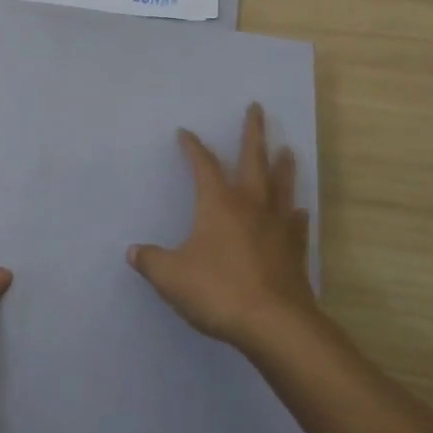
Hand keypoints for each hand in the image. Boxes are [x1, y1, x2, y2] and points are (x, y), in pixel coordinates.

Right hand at [128, 102, 316, 352]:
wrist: (274, 324)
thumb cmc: (218, 291)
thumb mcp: (171, 277)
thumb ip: (151, 261)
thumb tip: (134, 252)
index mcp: (218, 203)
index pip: (203, 165)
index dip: (193, 147)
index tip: (185, 132)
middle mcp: (250, 205)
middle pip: (253, 160)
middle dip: (253, 133)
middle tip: (257, 108)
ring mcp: (277, 226)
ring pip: (281, 186)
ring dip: (283, 165)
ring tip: (287, 149)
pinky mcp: (294, 250)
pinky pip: (295, 224)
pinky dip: (296, 214)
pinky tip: (299, 210)